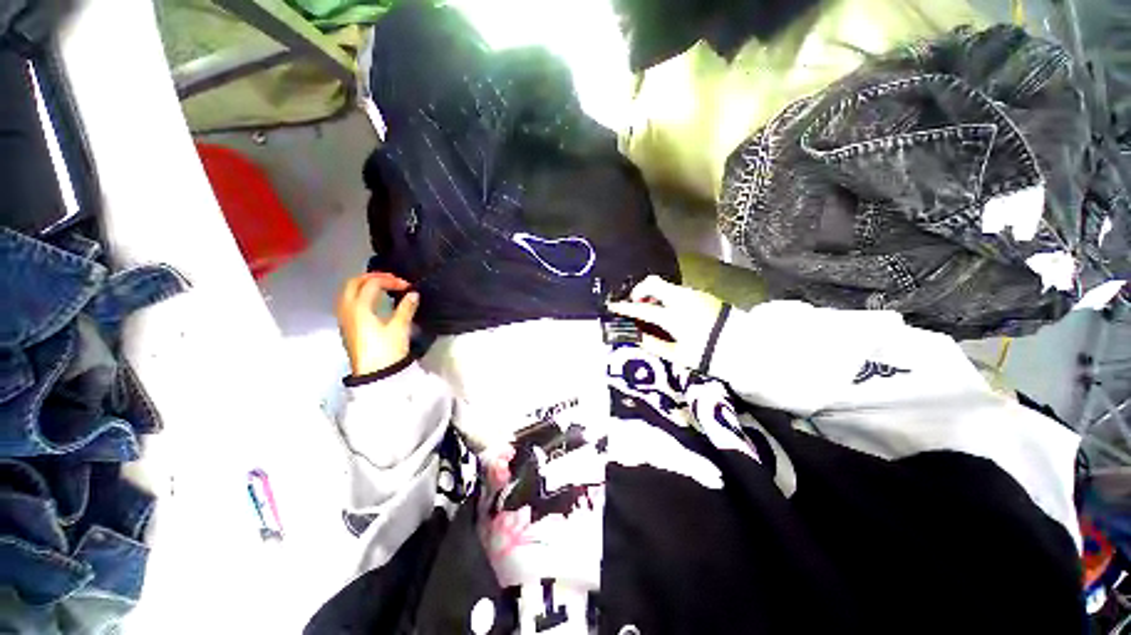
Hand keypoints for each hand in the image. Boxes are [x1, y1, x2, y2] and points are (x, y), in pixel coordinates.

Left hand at [337, 273, 418, 375]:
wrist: (375, 374)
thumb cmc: (387, 350)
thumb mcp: (400, 327)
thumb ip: (406, 308)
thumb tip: (413, 294)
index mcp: (359, 307)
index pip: (372, 284)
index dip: (390, 281)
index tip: (407, 286)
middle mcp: (347, 309)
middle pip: (354, 283)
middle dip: (373, 277)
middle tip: (392, 280)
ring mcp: (344, 318)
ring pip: (348, 292)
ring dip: (364, 285)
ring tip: (383, 288)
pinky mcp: (347, 327)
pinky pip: (349, 302)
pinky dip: (360, 295)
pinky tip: (374, 302)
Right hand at [607, 276, 722, 368]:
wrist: (743, 346)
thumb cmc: (707, 353)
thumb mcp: (678, 354)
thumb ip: (654, 344)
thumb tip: (636, 338)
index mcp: (673, 316)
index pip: (642, 309)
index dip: (625, 308)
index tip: (612, 306)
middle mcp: (681, 299)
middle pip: (653, 283)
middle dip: (640, 290)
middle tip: (636, 304)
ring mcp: (693, 294)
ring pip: (666, 286)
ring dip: (655, 294)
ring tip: (654, 310)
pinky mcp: (701, 294)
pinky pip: (677, 291)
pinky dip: (667, 297)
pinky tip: (671, 311)